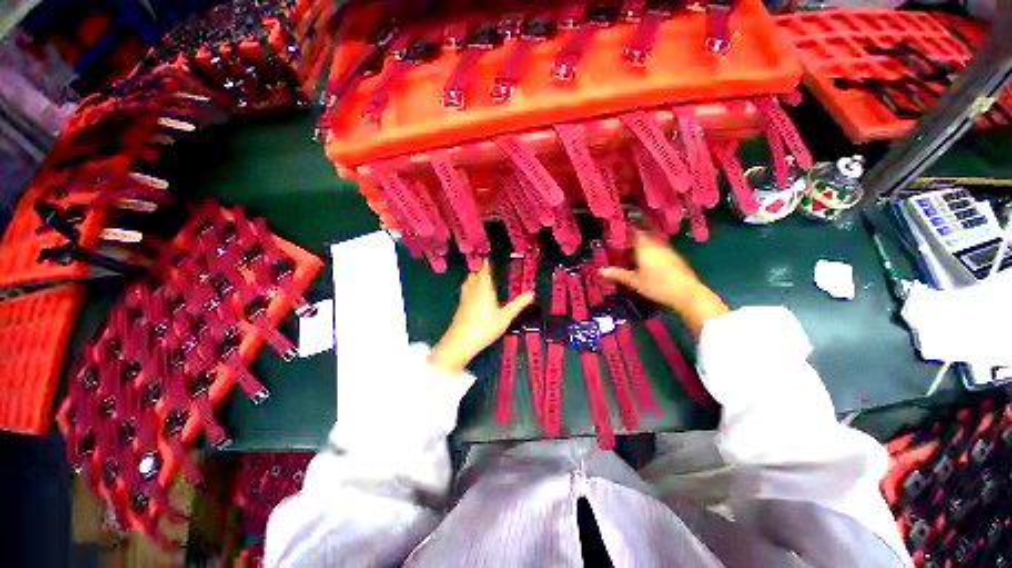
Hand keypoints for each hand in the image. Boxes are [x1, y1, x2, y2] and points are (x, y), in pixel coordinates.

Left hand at [428, 262, 533, 375]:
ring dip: (473, 276)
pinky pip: (465, 290)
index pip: (484, 271)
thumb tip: (531, 293)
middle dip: (480, 269)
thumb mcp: (505, 317)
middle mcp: (473, 290)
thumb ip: (518, 304)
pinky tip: (472, 293)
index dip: (486, 263)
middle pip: (474, 274)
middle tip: (487, 266)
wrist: (460, 341)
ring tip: (479, 276)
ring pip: (468, 281)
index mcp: (484, 289)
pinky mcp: (460, 306)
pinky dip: (469, 286)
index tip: (488, 256)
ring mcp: (464, 298)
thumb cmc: (485, 328)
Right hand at [600, 232, 727, 338]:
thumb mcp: (635, 282)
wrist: (687, 294)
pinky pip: (661, 249)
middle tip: (624, 238)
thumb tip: (600, 271)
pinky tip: (650, 258)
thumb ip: (618, 275)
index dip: (628, 229)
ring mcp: (668, 251)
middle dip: (635, 235)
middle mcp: (657, 246)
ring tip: (634, 247)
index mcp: (645, 248)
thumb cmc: (657, 286)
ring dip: (645, 242)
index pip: (636, 232)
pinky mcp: (676, 258)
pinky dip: (653, 250)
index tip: (619, 228)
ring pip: (654, 242)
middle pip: (645, 235)